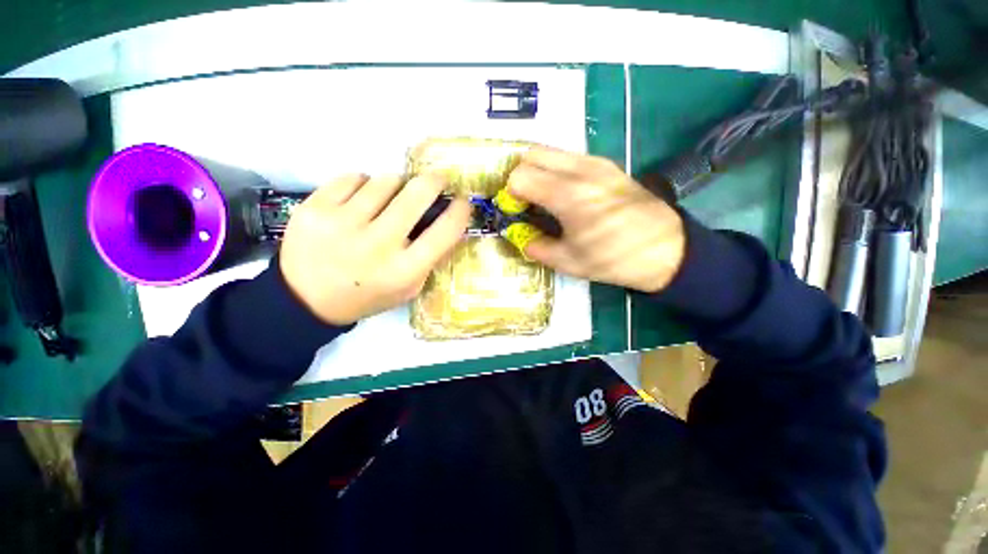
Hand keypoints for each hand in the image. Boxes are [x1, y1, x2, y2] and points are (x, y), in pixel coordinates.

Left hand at [279, 174, 470, 324]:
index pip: (445, 230)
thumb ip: (431, 258)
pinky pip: (353, 177)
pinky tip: (360, 201)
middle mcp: (376, 245)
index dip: (460, 210)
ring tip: (390, 199)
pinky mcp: (314, 207)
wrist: (306, 300)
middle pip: (417, 194)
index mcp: (404, 270)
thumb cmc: (368, 295)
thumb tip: (448, 220)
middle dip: (434, 181)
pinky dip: (364, 185)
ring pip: (385, 180)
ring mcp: (342, 223)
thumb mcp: (410, 287)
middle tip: (437, 180)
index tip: (462, 201)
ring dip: (396, 185)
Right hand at [507, 148, 685, 292]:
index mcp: (567, 195)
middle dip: (519, 175)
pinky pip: (568, 157)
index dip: (510, 194)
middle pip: (531, 153)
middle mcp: (579, 169)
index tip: (516, 212)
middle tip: (525, 201)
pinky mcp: (607, 164)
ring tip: (543, 197)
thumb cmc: (614, 259)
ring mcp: (595, 162)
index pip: (519, 176)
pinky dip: (555, 169)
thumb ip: (535, 246)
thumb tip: (519, 235)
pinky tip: (565, 193)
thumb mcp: (568, 262)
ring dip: (537, 170)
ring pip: (550, 151)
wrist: (666, 249)